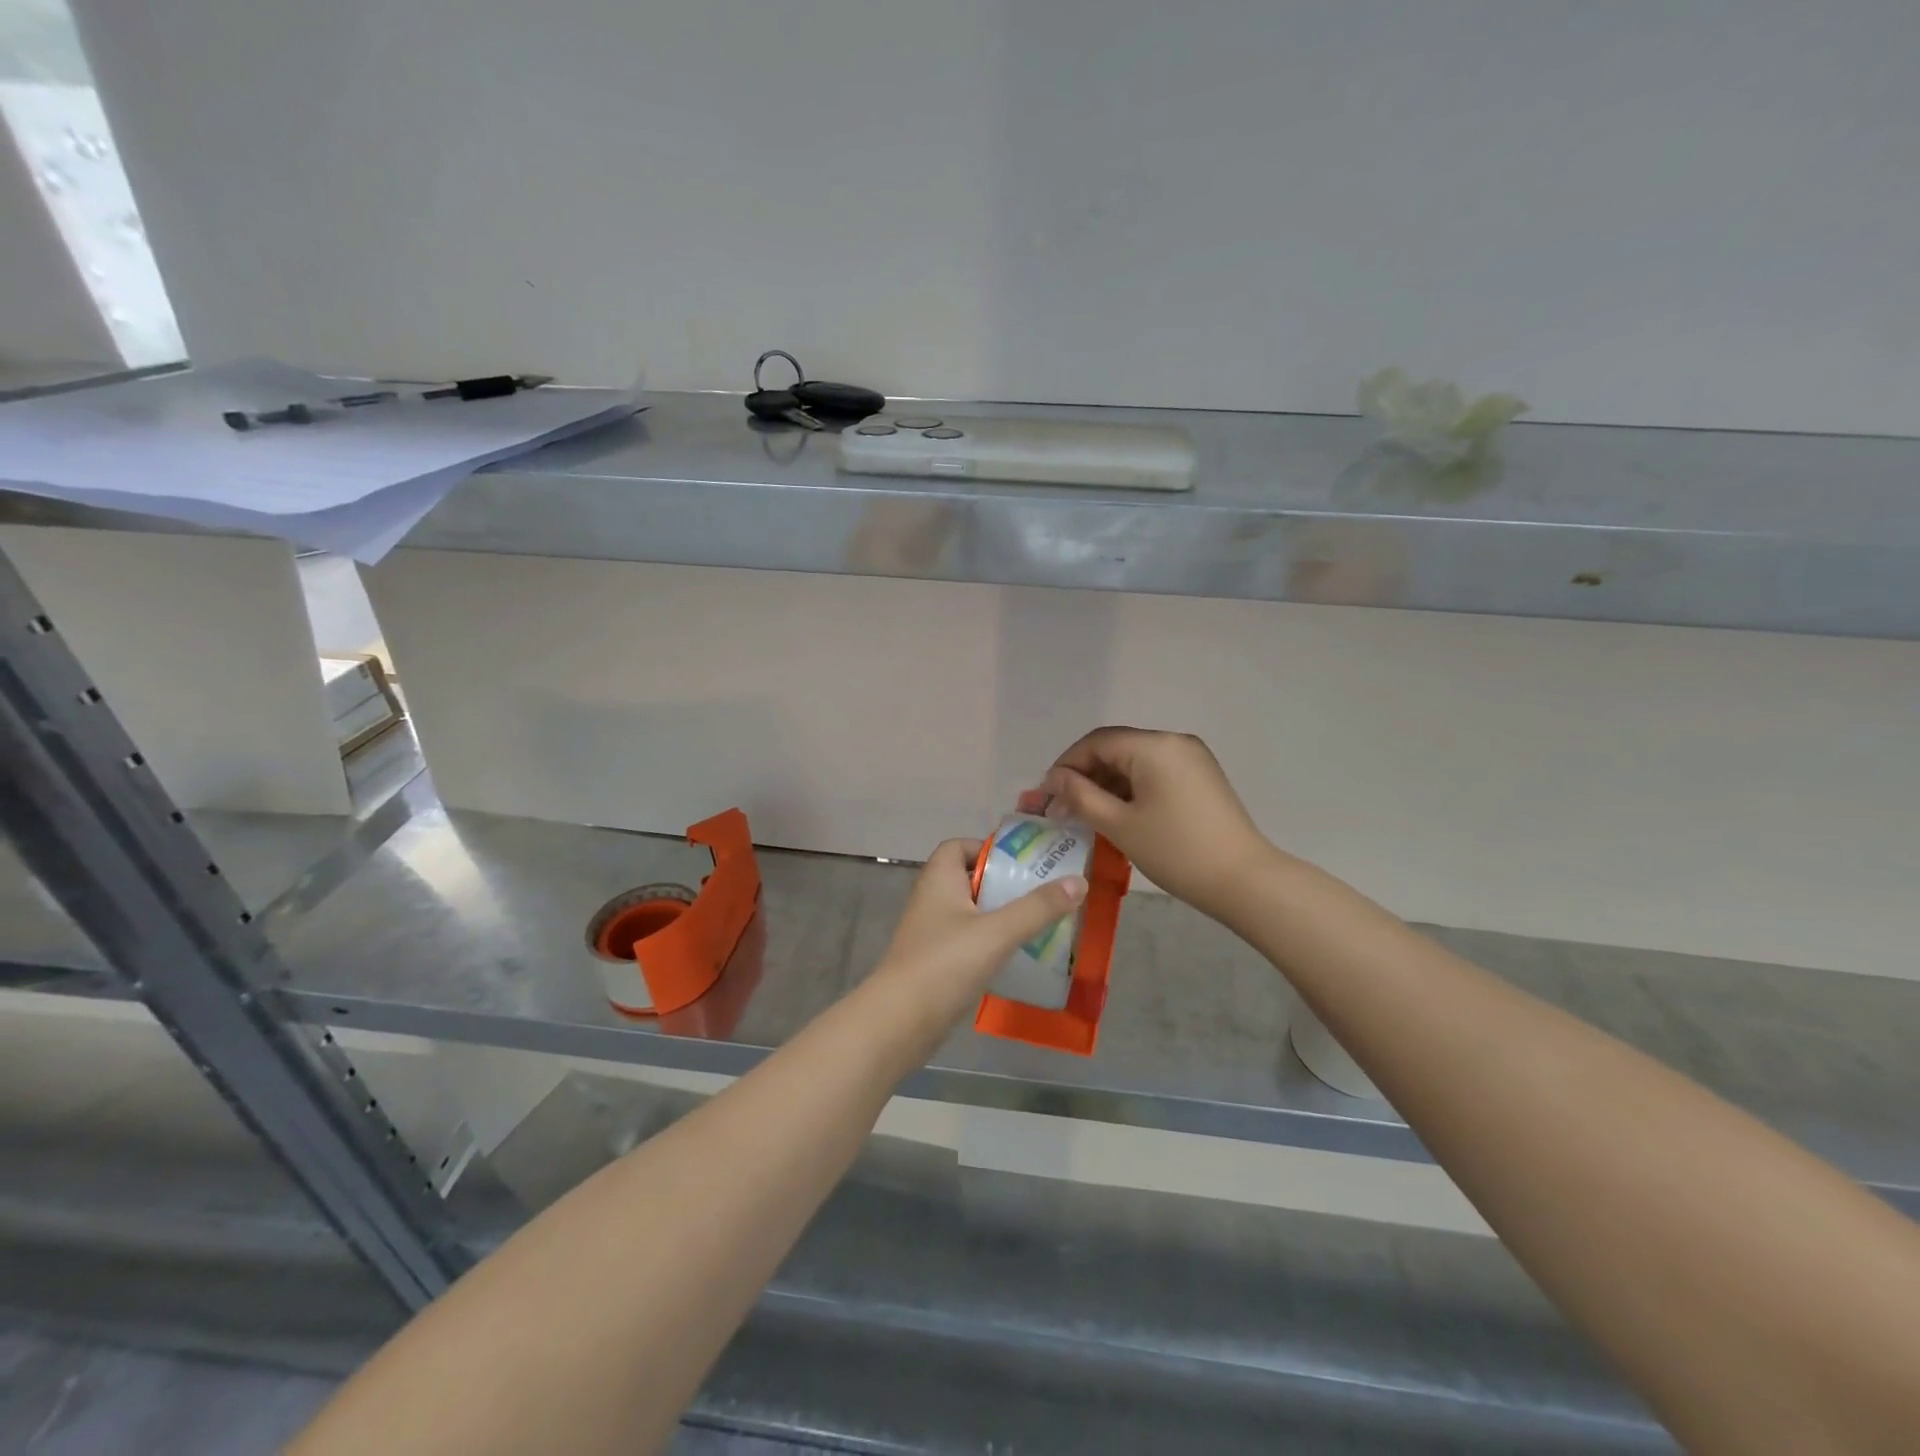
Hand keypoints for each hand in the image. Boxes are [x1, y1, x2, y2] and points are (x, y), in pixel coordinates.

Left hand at [872, 839, 1086, 1018]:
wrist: (900, 1021)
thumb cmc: (945, 963)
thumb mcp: (998, 931)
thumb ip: (1038, 907)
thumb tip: (1079, 881)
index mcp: (939, 879)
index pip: (959, 846)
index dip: (988, 849)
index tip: (1022, 864)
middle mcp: (931, 899)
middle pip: (970, 879)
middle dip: (1004, 885)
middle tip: (1042, 894)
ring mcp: (931, 933)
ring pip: (971, 913)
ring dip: (1000, 916)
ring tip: (1038, 924)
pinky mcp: (935, 963)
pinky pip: (968, 942)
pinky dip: (990, 944)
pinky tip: (1016, 957)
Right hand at [1039, 727, 1275, 923]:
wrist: (1243, 880)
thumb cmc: (1175, 851)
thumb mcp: (1119, 825)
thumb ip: (1080, 796)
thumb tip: (1054, 779)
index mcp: (1154, 746)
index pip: (1096, 742)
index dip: (1066, 764)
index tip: (1047, 794)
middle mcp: (1174, 741)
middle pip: (1116, 748)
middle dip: (1085, 775)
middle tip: (1062, 808)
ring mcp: (1192, 758)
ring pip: (1135, 761)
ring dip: (1107, 783)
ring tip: (1086, 814)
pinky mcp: (1201, 777)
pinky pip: (1155, 772)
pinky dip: (1131, 788)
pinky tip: (1118, 813)